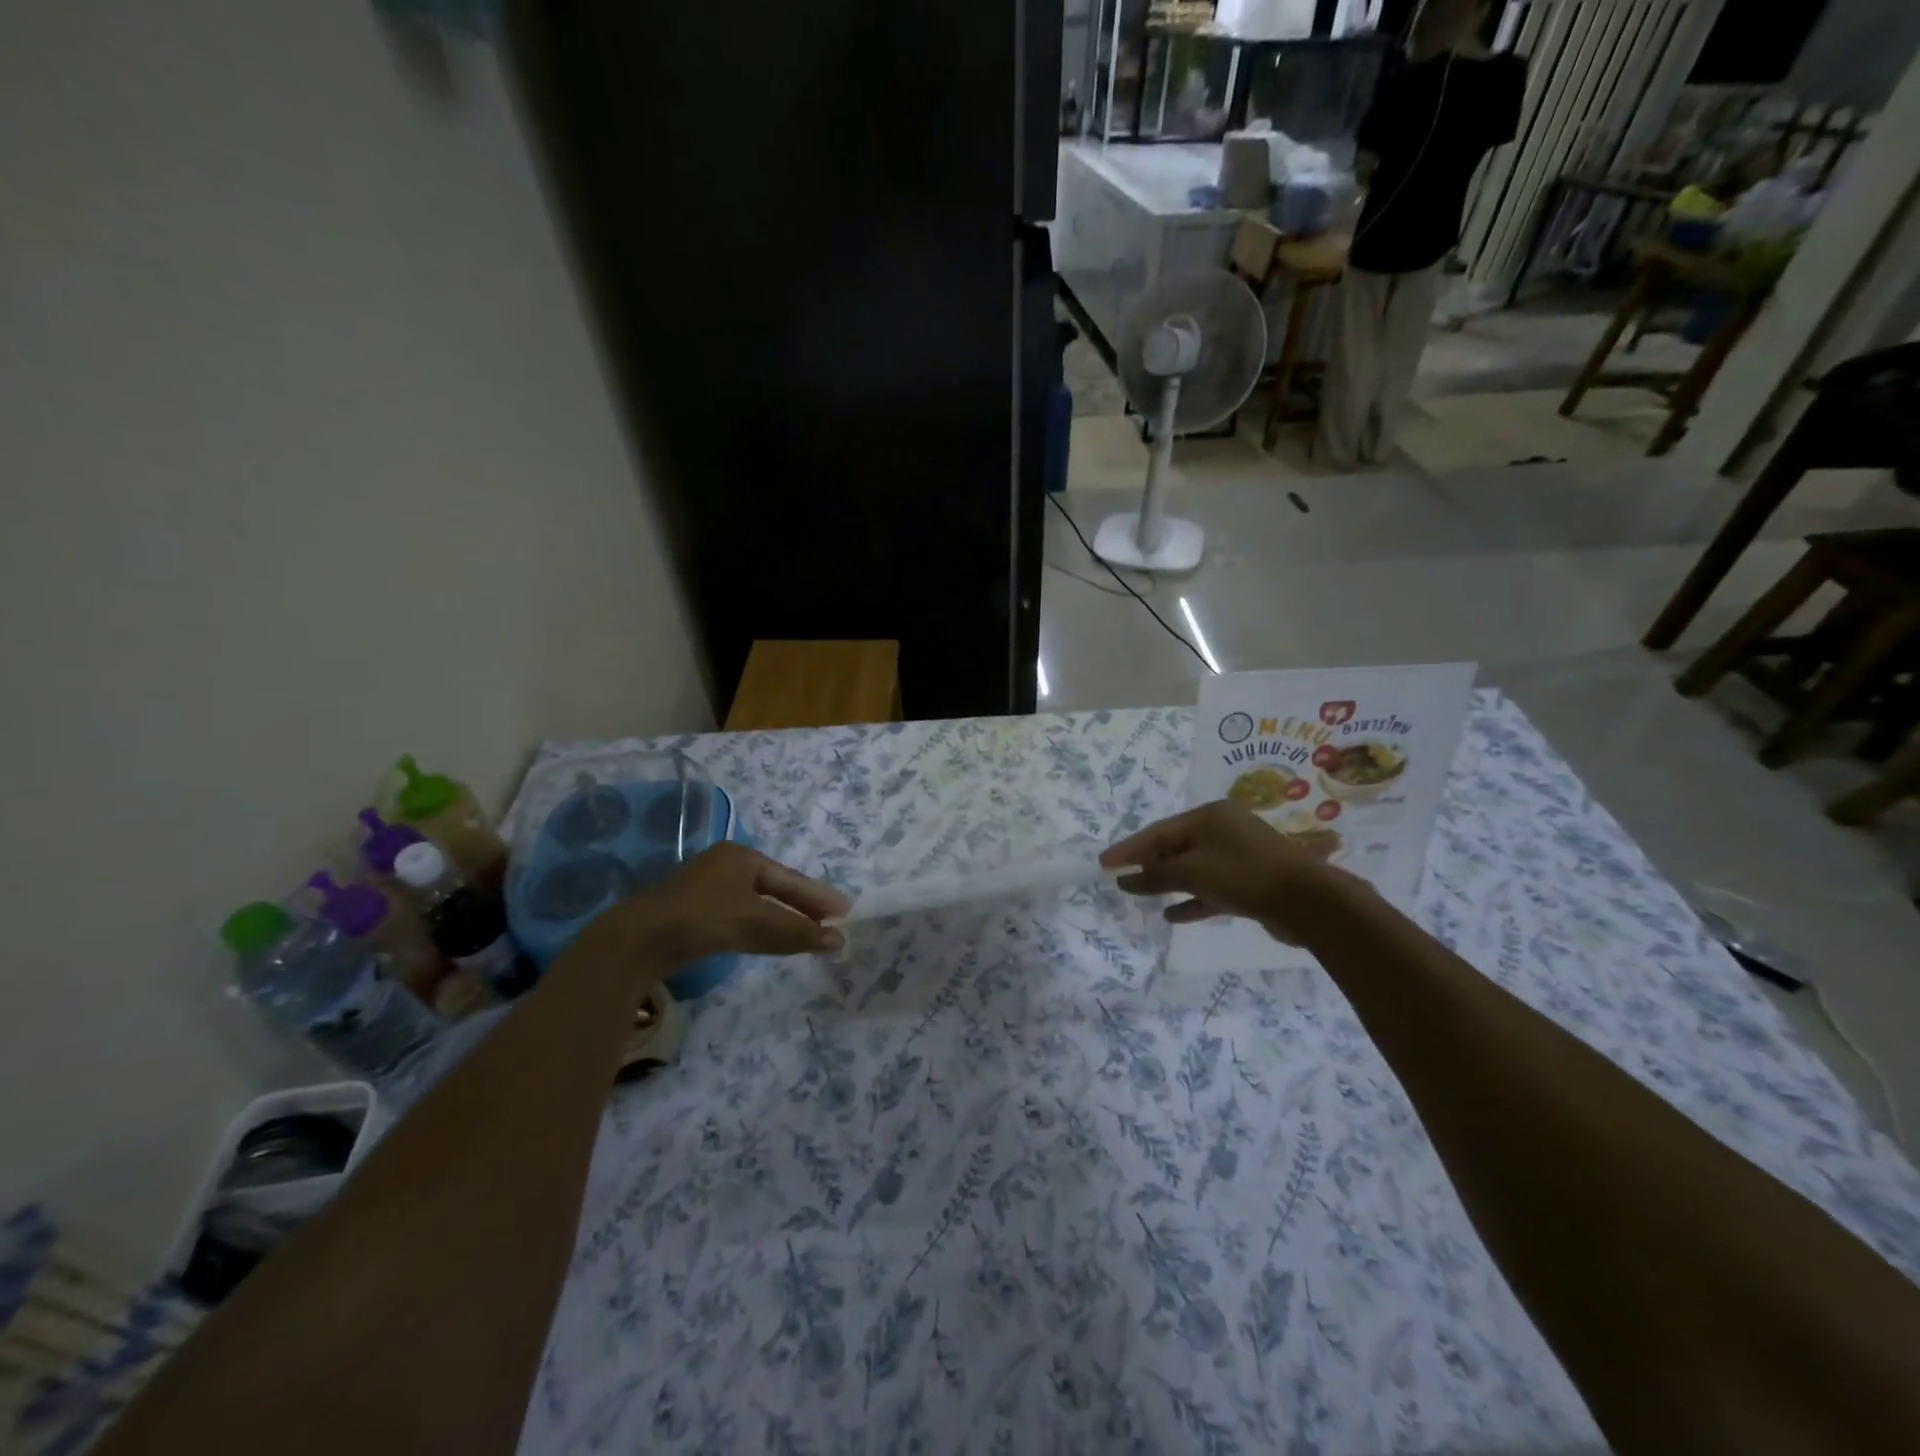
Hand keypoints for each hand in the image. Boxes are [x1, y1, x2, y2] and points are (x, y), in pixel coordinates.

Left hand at [592, 843, 849, 967]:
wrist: (638, 939)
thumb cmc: (704, 918)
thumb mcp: (756, 924)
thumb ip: (797, 932)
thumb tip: (839, 941)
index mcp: (741, 856)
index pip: (790, 879)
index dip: (817, 896)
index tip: (843, 910)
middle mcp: (724, 865)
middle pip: (773, 887)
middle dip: (801, 906)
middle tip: (829, 922)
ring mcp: (704, 887)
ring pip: (754, 903)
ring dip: (780, 918)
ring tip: (804, 933)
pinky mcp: (689, 911)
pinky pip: (736, 915)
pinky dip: (756, 926)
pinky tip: (763, 938)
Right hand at [1101, 801, 1358, 939]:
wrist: (1307, 902)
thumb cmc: (1243, 875)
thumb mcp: (1192, 872)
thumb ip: (1156, 875)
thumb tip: (1126, 879)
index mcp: (1210, 816)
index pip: (1159, 831)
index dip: (1129, 848)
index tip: (1104, 863)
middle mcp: (1224, 830)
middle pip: (1176, 846)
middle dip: (1148, 864)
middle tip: (1119, 877)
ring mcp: (1239, 856)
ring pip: (1193, 868)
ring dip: (1167, 882)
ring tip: (1140, 895)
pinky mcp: (1250, 882)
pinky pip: (1211, 887)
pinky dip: (1192, 899)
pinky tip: (1172, 915)